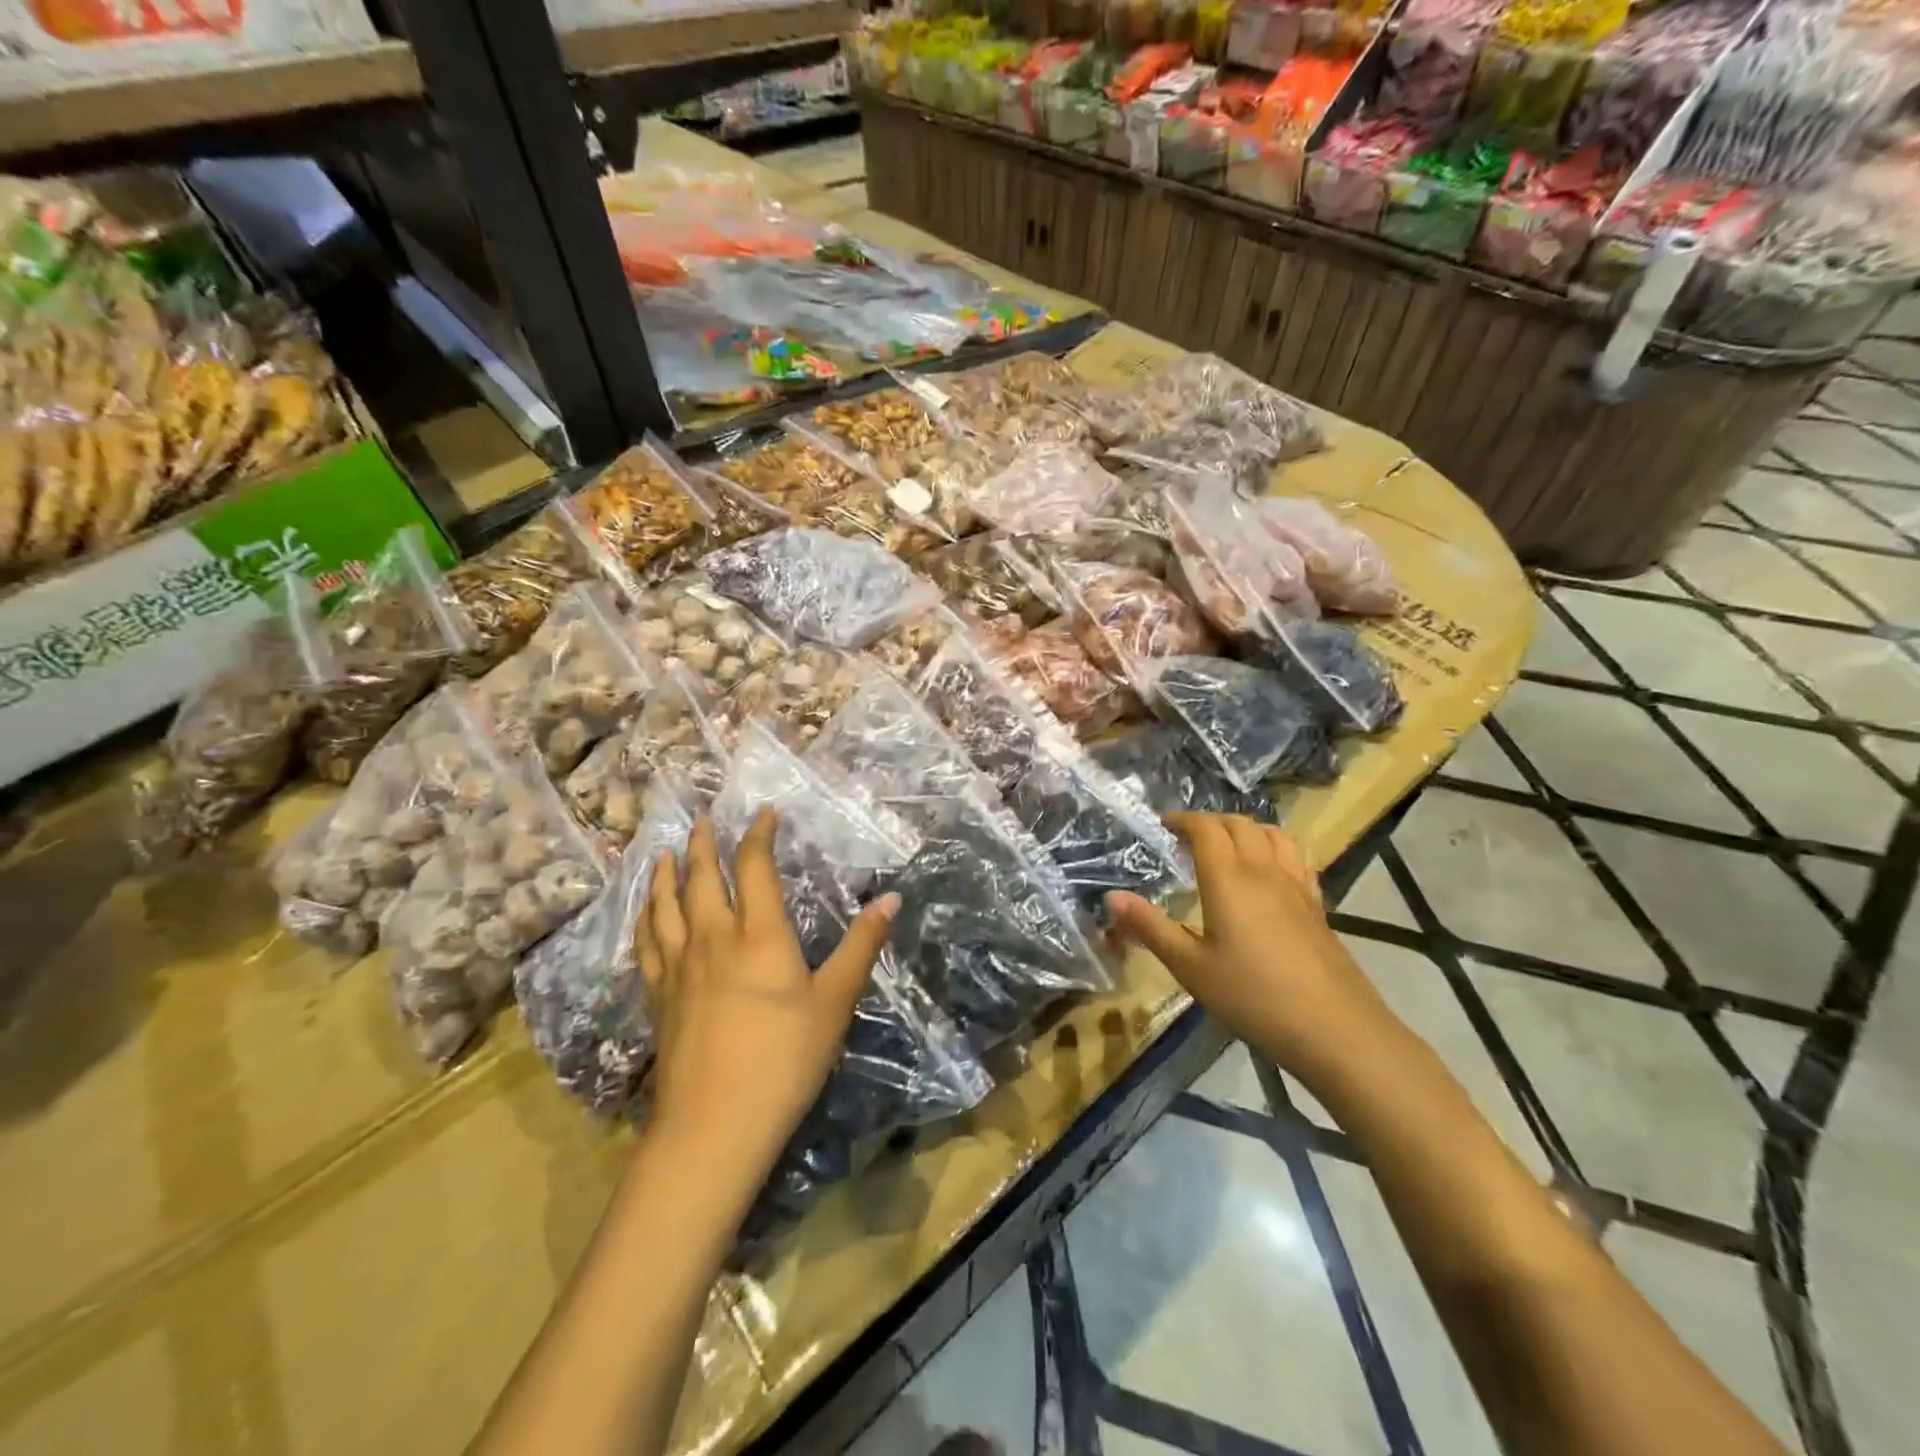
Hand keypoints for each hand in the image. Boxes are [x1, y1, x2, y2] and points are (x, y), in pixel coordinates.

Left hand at [635, 810, 898, 1200]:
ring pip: (666, 906)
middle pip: (702, 878)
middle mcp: (714, 938)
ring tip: (664, 851)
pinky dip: (645, 918)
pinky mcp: (659, 997)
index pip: (755, 868)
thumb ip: (862, 946)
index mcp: (760, 935)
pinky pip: (647, 943)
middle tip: (703, 819)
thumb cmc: (785, 1060)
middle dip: (704, 845)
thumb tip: (891, 899)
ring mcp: (680, 967)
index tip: (764, 814)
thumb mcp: (835, 1002)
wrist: (715, 1125)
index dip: (759, 836)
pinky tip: (645, 913)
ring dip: (665, 874)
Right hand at [1105, 813, 1397, 1087]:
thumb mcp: (1191, 968)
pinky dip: (1274, 848)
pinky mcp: (1318, 906)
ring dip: (1245, 829)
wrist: (1337, 1030)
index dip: (1183, 821)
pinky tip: (1268, 874)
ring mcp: (1297, 886)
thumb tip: (1111, 897)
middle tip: (1187, 839)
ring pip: (1273, 835)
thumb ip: (1150, 928)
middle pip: (1240, 825)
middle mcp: (1264, 871)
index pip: (1207, 829)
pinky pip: (1296, 857)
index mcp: (1229, 879)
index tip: (1163, 827)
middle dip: (1210, 822)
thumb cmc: (1254, 998)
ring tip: (1227, 847)